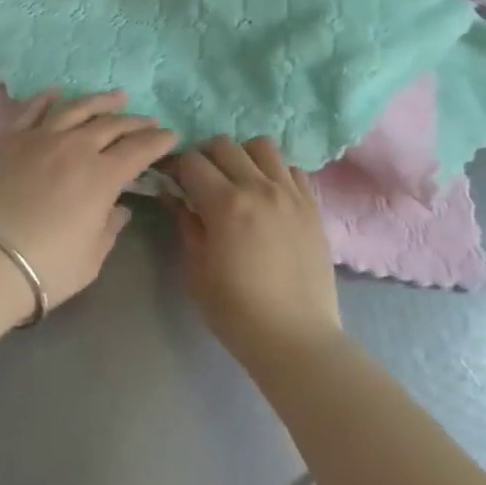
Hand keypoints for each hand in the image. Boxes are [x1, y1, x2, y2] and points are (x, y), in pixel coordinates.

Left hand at [0, 91, 176, 313]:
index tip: (171, 135)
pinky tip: (57, 92)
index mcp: (102, 176)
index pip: (139, 150)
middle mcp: (75, 147)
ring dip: (99, 100)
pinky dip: (46, 98)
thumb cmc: (47, 267)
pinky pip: (31, 110)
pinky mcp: (10, 139)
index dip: (158, 141)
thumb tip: (118, 208)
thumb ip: (109, 227)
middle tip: (148, 119)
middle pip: (111, 125)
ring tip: (116, 96)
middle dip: (135, 121)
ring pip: (76, 108)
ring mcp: (40, 138)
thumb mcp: (91, 258)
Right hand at [170, 138, 342, 365]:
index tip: (173, 182)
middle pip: (224, 144)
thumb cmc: (236, 311)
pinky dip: (274, 172)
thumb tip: (173, 195)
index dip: (177, 167)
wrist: (297, 339)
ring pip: (262, 146)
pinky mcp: (312, 205)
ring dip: (243, 156)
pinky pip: (291, 168)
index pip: (192, 161)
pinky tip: (268, 196)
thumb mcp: (196, 270)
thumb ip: (185, 223)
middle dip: (206, 157)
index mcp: (226, 203)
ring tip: (239, 181)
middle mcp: (259, 187)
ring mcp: (290, 193)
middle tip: (202, 181)